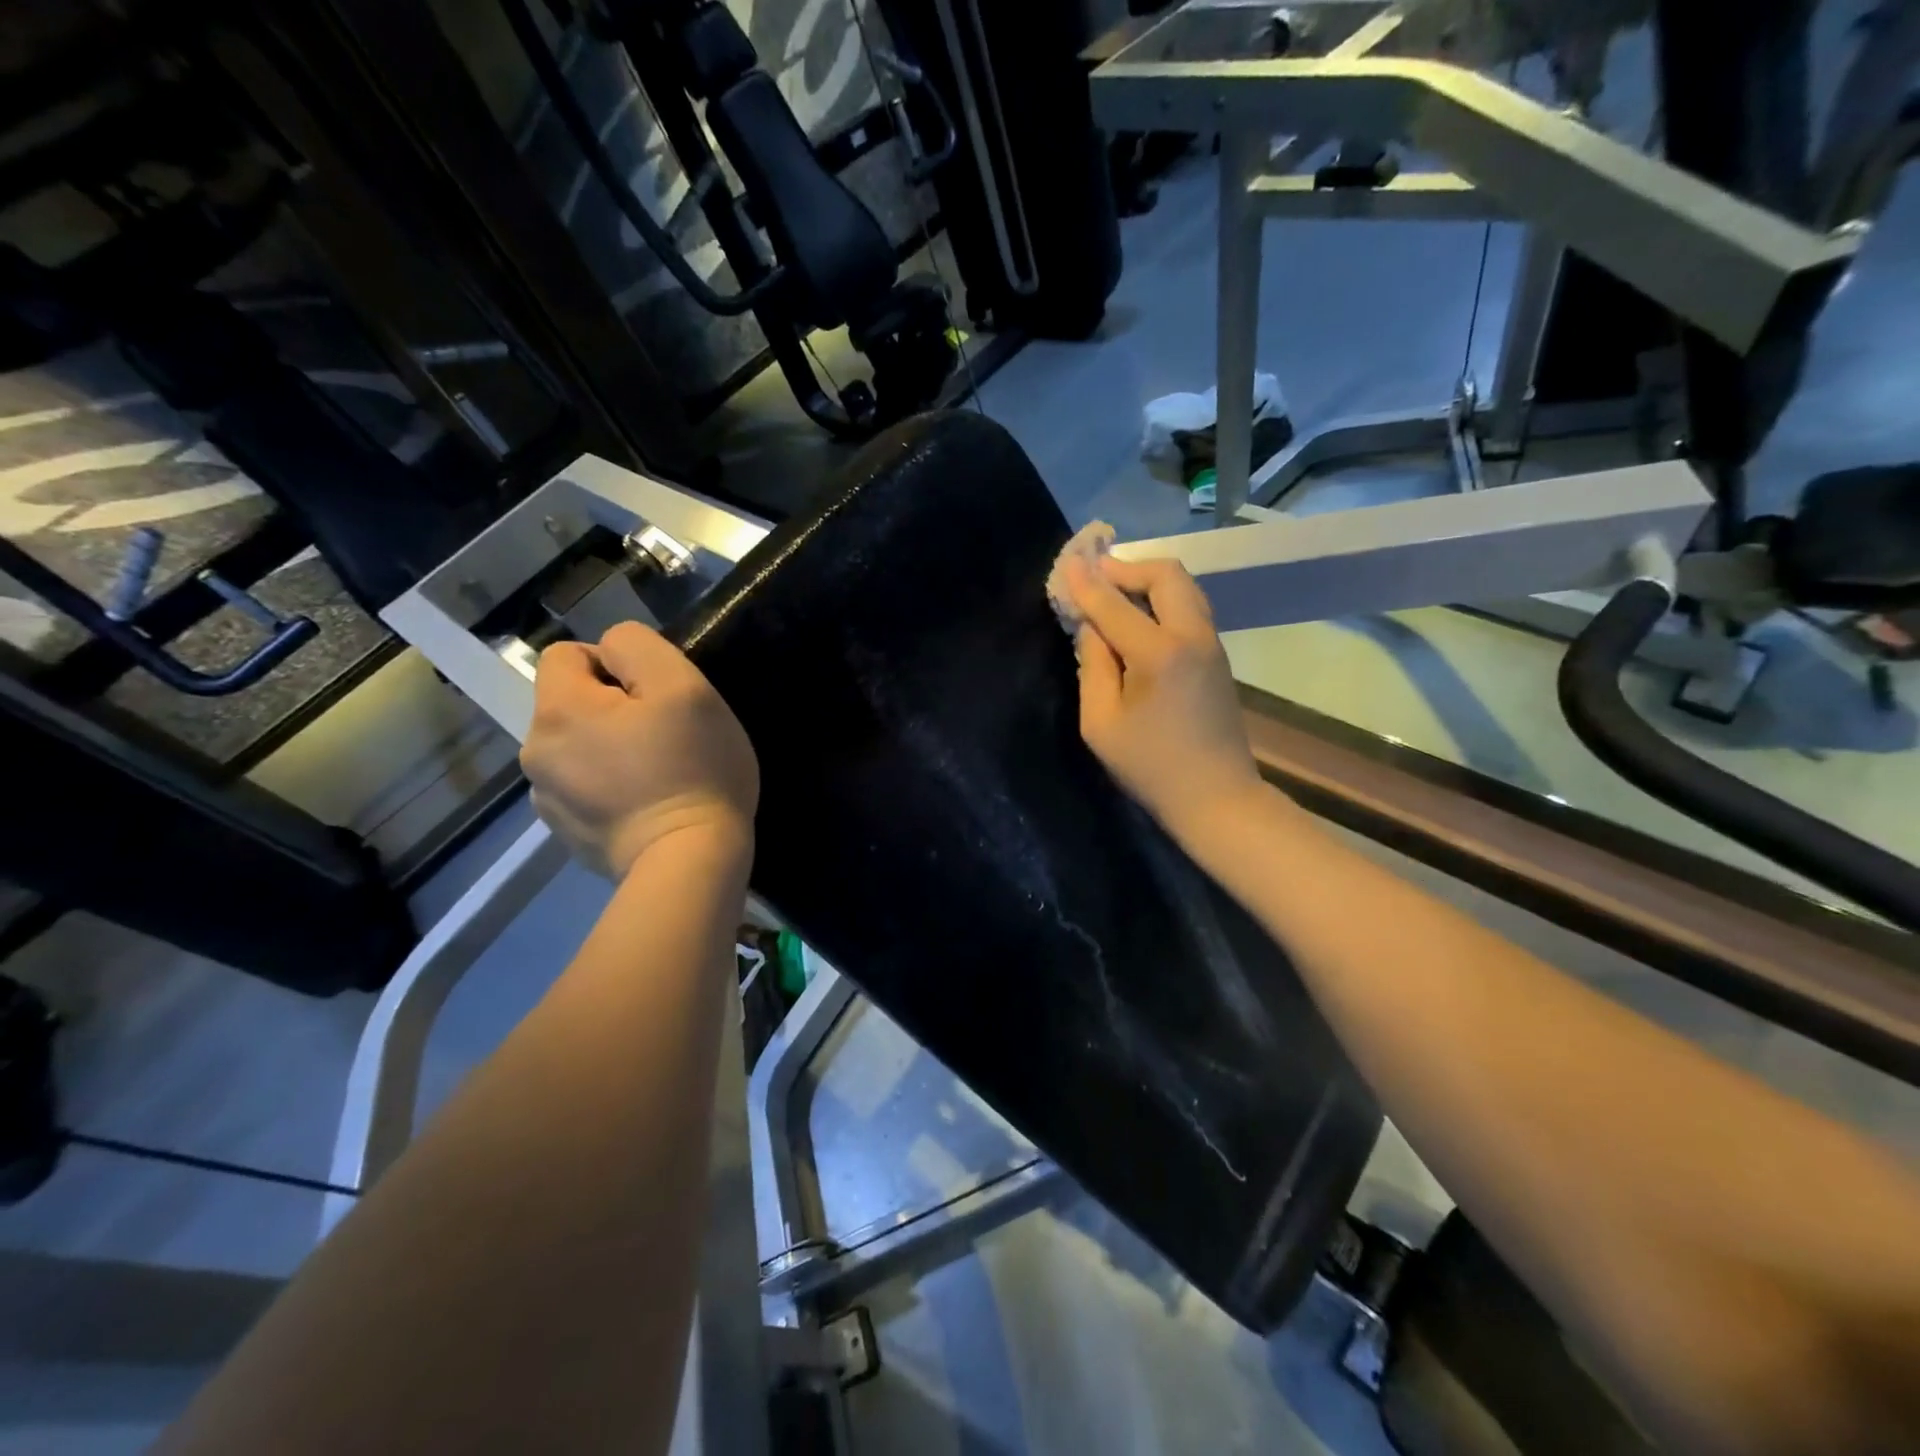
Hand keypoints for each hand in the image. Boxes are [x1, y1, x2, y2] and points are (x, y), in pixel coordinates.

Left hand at [520, 622, 757, 879]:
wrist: (688, 862)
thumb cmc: (693, 769)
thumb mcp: (684, 687)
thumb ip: (639, 648)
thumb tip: (612, 652)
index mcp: (559, 711)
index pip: (567, 654)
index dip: (614, 664)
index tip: (656, 697)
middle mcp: (536, 751)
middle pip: (571, 704)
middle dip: (612, 709)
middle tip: (664, 736)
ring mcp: (547, 798)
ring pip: (577, 747)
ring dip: (608, 749)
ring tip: (656, 774)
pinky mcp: (565, 833)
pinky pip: (583, 788)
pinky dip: (608, 787)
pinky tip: (644, 804)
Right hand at [1064, 554, 1262, 838]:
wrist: (1217, 796)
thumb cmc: (1151, 767)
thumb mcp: (1102, 724)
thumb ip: (1093, 666)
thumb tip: (1092, 628)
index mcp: (1160, 654)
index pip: (1115, 605)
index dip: (1086, 583)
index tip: (1067, 562)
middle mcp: (1192, 637)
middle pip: (1166, 574)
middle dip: (1127, 568)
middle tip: (1096, 576)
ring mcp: (1211, 644)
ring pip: (1184, 587)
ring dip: (1147, 581)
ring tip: (1114, 593)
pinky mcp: (1217, 657)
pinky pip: (1190, 608)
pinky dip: (1162, 600)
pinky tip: (1139, 618)